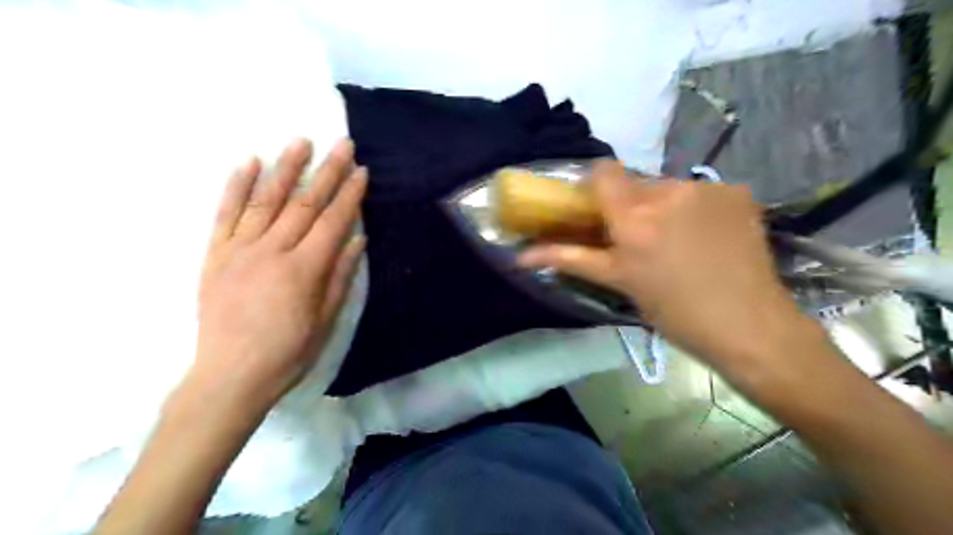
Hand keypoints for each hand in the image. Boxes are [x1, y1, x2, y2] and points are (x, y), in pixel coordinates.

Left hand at [193, 135, 365, 405]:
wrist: (230, 377)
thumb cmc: (288, 354)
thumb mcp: (326, 321)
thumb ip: (341, 277)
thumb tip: (357, 240)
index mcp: (303, 270)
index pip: (333, 222)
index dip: (350, 195)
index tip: (362, 171)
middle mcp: (272, 251)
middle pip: (304, 203)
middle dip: (327, 172)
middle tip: (342, 144)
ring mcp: (239, 250)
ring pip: (266, 200)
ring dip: (286, 168)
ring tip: (301, 141)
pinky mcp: (215, 255)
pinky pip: (225, 214)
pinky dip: (237, 186)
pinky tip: (249, 162)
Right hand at [519, 163, 805, 375]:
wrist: (749, 325)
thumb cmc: (673, 311)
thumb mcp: (618, 282)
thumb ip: (569, 259)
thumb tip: (521, 256)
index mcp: (634, 217)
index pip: (602, 171)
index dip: (595, 186)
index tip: (597, 210)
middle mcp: (669, 191)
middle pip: (636, 182)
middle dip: (631, 204)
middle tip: (638, 238)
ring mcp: (707, 188)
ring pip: (668, 187)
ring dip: (664, 207)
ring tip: (676, 242)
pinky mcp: (738, 191)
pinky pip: (701, 192)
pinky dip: (695, 209)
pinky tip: (706, 237)